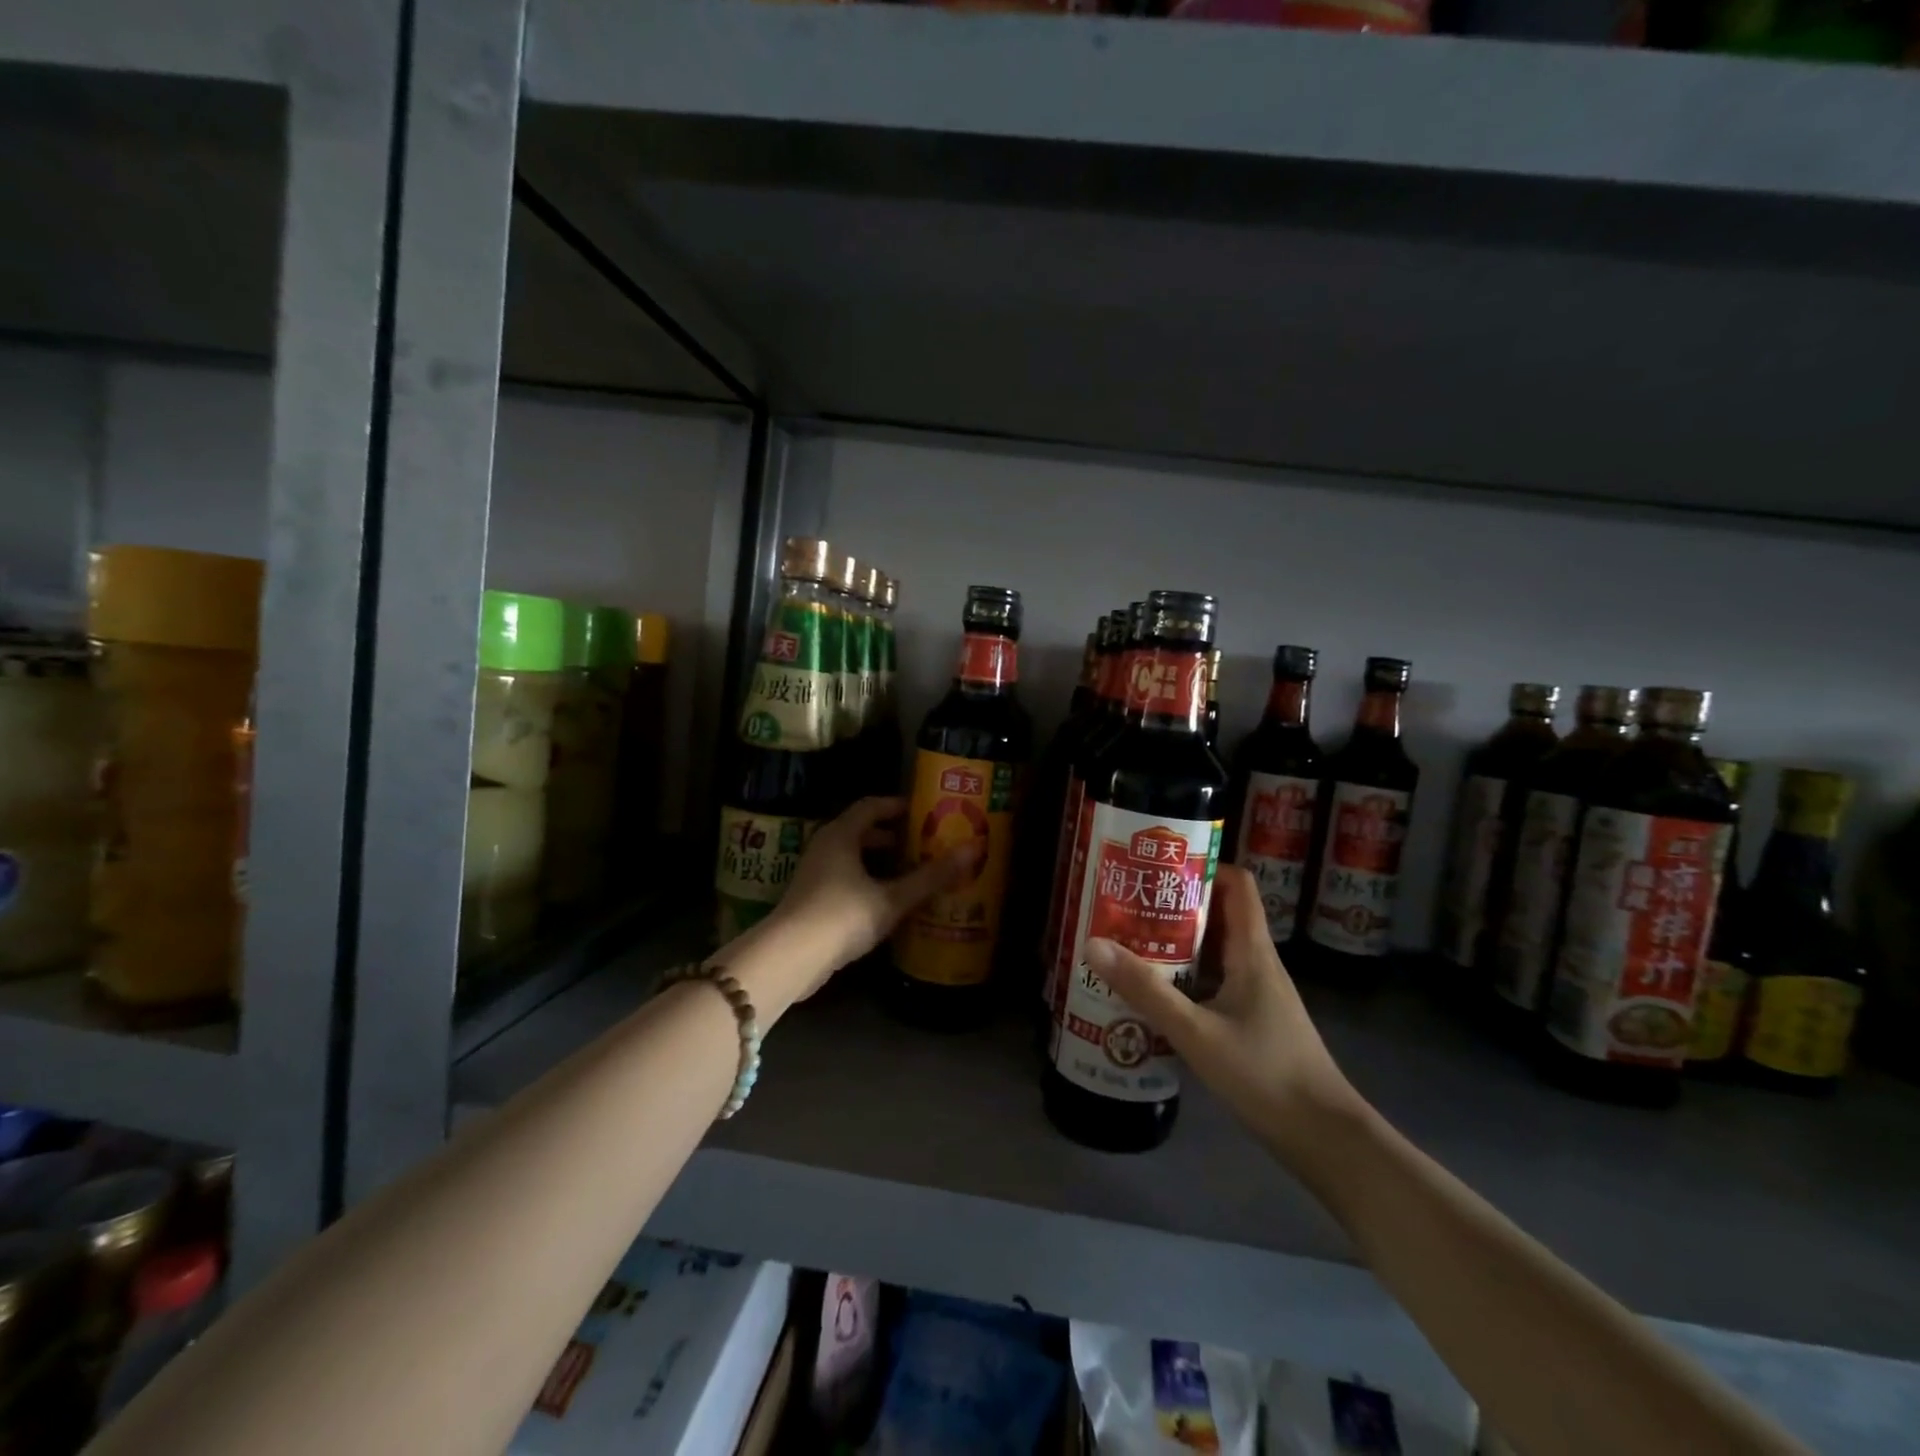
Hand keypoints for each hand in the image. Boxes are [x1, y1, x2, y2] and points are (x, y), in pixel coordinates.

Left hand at [751, 797, 972, 1002]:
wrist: (791, 958)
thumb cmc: (842, 915)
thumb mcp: (892, 897)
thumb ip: (931, 876)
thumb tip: (972, 850)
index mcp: (842, 834)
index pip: (872, 806)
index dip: (898, 806)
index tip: (926, 813)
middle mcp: (826, 847)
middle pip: (863, 831)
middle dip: (894, 837)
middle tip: (926, 844)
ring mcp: (815, 873)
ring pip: (854, 857)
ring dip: (881, 862)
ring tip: (914, 872)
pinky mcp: (812, 899)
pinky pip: (846, 878)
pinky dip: (869, 881)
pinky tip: (889, 902)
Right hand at [1084, 866, 1363, 1164]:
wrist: (1325, 1138)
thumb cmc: (1265, 1074)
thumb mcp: (1196, 1032)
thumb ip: (1146, 990)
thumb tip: (1093, 943)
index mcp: (1252, 951)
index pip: (1238, 884)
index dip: (1204, 865)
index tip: (1160, 867)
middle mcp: (1257, 962)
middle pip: (1220, 913)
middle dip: (1176, 904)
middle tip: (1130, 904)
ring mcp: (1258, 992)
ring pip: (1216, 949)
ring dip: (1178, 941)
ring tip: (1131, 942)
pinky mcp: (1254, 1019)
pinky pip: (1216, 980)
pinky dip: (1187, 976)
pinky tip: (1156, 992)